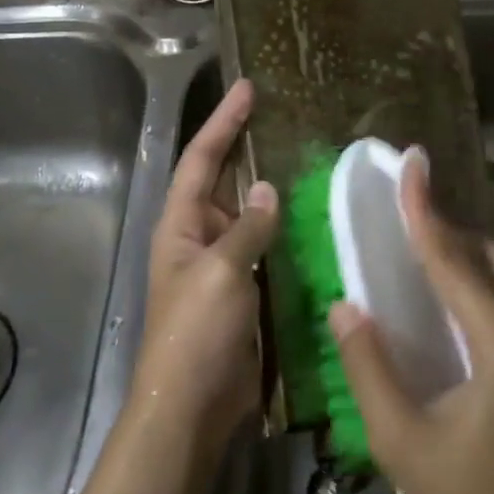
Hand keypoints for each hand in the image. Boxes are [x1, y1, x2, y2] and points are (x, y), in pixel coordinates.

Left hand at [137, 78, 278, 444]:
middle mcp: (199, 236)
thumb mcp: (220, 272)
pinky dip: (284, 227)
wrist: (193, 405)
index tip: (247, 88)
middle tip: (280, 113)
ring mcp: (223, 263)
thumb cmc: (197, 332)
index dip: (223, 121)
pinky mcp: (245, 288)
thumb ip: (246, 227)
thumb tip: (266, 189)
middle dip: (245, 145)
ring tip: (304, 155)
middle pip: (222, 178)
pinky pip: (265, 245)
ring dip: (269, 186)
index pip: (200, 158)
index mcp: (181, 224)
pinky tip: (312, 215)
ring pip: (248, 212)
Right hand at [327, 155, 493, 493]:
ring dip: (467, 254)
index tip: (410, 160)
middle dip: (448, 226)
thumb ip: (370, 370)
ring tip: (422, 249)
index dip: (423, 207)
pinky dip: (481, 284)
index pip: (453, 258)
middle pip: (490, 255)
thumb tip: (345, 306)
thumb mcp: (405, 445)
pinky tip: (453, 305)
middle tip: (406, 211)